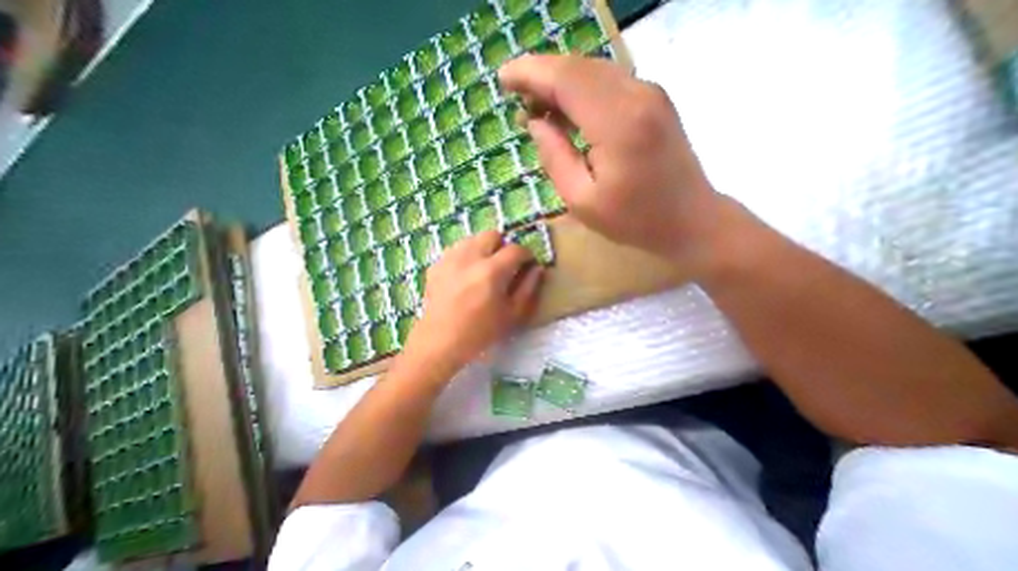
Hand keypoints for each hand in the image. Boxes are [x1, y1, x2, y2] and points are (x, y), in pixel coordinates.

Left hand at [404, 232, 543, 374]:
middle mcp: (470, 258)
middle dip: (503, 246)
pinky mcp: (436, 264)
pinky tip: (465, 273)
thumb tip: (537, 269)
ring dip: (483, 248)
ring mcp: (450, 259)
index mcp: (491, 272)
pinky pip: (456, 249)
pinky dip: (466, 254)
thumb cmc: (480, 332)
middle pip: (492, 235)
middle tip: (504, 264)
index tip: (527, 264)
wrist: (440, 342)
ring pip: (472, 238)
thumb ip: (528, 288)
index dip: (526, 255)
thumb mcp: (512, 314)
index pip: (515, 249)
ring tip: (484, 267)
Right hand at [501, 53, 722, 272]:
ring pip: (593, 72)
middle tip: (515, 97)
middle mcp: (637, 95)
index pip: (565, 80)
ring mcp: (650, 94)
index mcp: (617, 124)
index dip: (530, 74)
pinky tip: (565, 110)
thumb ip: (555, 158)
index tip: (503, 79)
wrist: (690, 220)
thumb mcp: (582, 200)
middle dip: (541, 76)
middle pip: (579, 68)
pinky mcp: (654, 101)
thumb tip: (536, 123)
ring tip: (535, 106)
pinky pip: (608, 84)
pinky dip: (581, 91)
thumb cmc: (633, 220)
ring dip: (560, 83)